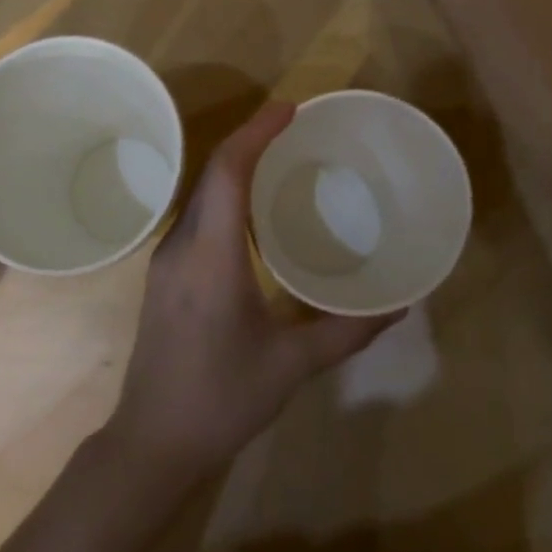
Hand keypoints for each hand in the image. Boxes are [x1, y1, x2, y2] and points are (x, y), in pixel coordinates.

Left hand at [102, 102, 400, 485]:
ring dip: (237, 166)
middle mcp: (181, 244)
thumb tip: (399, 304)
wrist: (152, 441)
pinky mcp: (164, 274)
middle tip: (295, 128)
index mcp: (210, 255)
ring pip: (201, 193)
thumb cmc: (222, 400)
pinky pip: (197, 216)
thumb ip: (347, 332)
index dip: (256, 132)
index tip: (290, 109)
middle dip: (251, 140)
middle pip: (212, 172)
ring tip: (280, 159)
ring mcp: (166, 258)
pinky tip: (253, 212)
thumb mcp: (292, 365)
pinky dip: (226, 195)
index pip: (227, 171)